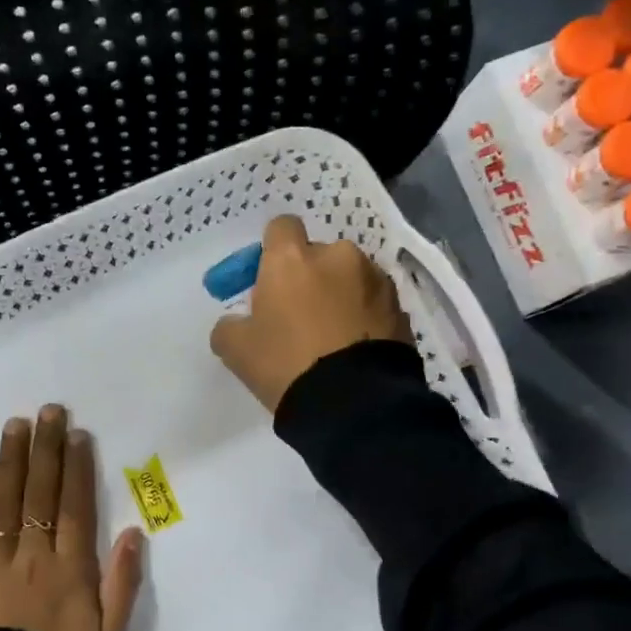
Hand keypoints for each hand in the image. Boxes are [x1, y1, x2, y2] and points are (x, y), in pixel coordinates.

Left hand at [0, 405, 144, 630]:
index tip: (77, 434)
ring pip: (6, 501)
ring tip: (15, 425)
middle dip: (46, 448)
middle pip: (40, 492)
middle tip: (48, 411)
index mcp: (71, 567)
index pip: (74, 505)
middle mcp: (34, 554)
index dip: (76, 466)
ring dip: (12, 460)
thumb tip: (132, 532)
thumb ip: (123, 582)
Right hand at [209, 215, 411, 411]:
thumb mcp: (236, 350)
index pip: (281, 227)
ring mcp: (376, 280)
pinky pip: (374, 304)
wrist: (354, 404)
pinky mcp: (400, 308)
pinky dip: (364, 317)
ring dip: (341, 295)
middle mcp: (338, 256)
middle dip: (310, 277)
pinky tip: (355, 349)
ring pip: (351, 278)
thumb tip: (237, 322)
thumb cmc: (286, 365)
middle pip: (319, 255)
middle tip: (299, 317)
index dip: (273, 251)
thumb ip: (230, 325)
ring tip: (333, 337)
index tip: (269, 280)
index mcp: (293, 258)